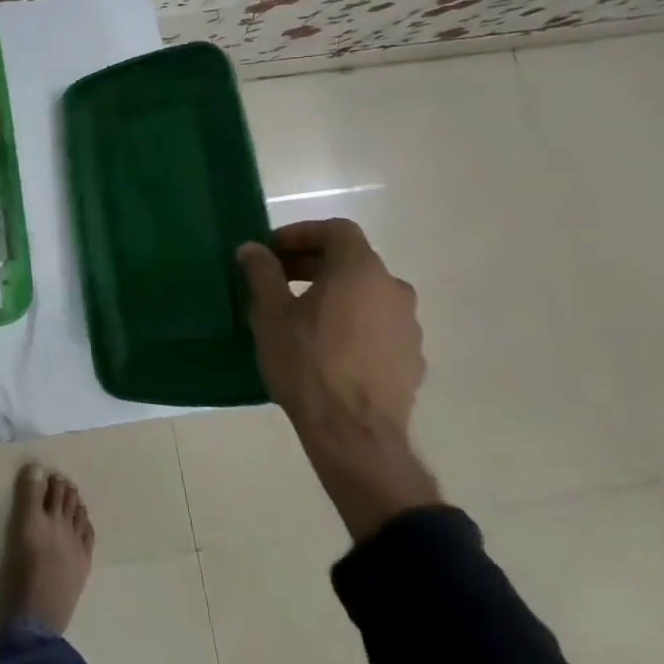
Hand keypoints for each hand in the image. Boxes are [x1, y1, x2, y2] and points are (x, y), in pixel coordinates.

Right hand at [238, 220, 440, 540]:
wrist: (354, 433)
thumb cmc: (307, 362)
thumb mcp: (270, 313)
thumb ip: (261, 272)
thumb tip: (251, 249)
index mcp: (360, 270)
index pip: (336, 230)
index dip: (301, 233)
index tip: (272, 251)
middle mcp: (393, 289)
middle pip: (352, 260)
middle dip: (312, 264)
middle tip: (277, 280)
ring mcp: (408, 326)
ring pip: (366, 294)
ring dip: (333, 293)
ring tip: (299, 315)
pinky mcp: (411, 358)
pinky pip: (377, 324)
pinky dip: (351, 322)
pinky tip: (325, 346)